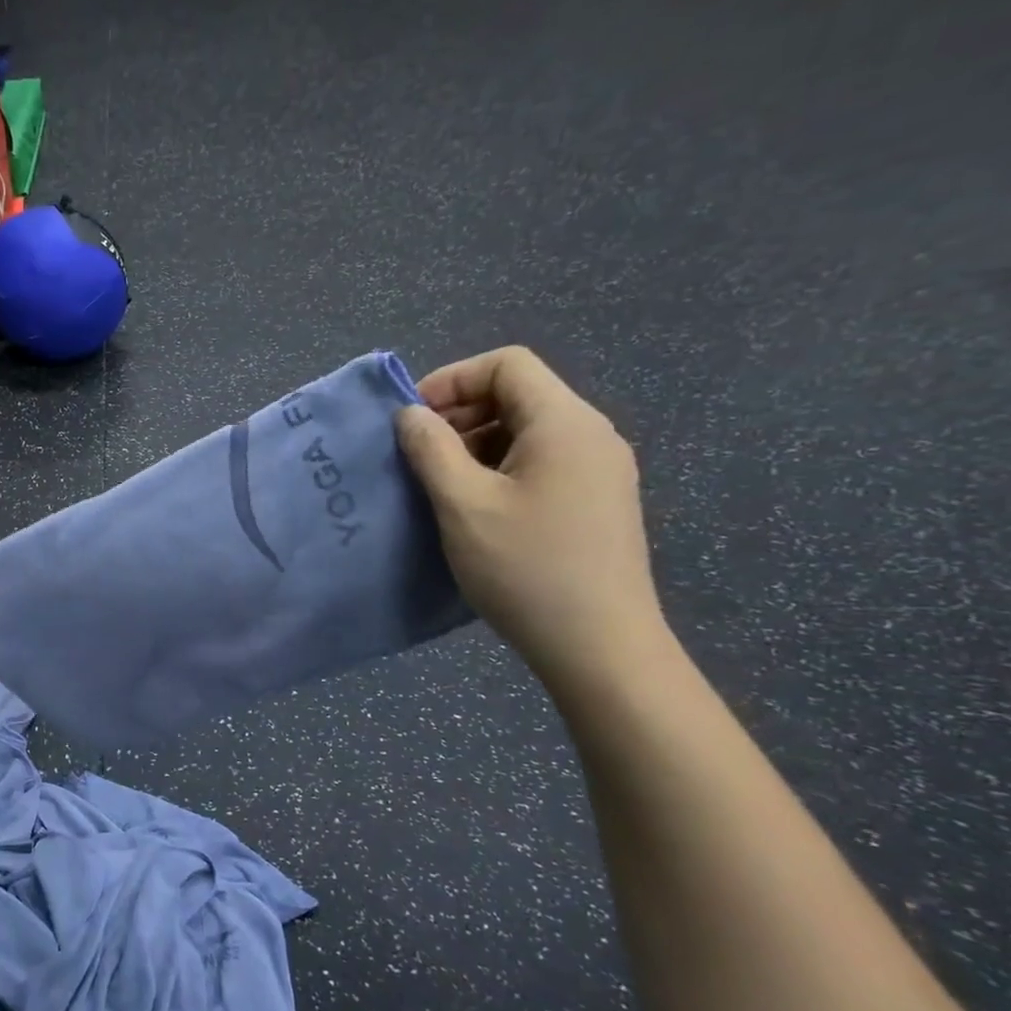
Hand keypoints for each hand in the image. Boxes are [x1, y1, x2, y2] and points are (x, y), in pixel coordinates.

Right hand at [394, 347, 664, 686]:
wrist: (599, 646)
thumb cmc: (525, 567)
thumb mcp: (462, 503)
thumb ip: (430, 448)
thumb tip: (410, 414)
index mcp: (564, 423)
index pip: (507, 364)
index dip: (452, 380)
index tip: (413, 420)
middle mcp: (591, 435)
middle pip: (518, 394)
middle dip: (460, 414)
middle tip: (418, 454)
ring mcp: (600, 469)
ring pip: (528, 430)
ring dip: (476, 444)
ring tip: (441, 484)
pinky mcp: (597, 501)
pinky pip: (541, 461)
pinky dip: (500, 468)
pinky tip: (476, 508)